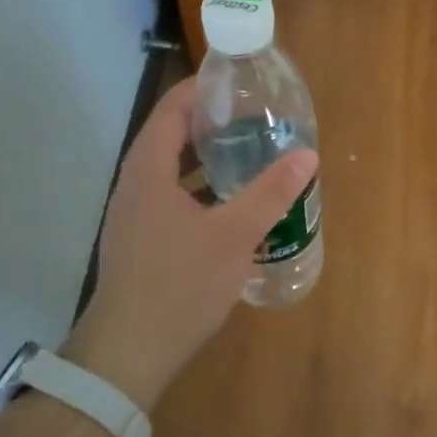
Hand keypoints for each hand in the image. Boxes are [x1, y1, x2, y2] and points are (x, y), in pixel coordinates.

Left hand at [62, 78, 318, 409]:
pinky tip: (229, 204)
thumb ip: (271, 193)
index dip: (201, 90)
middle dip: (209, 123)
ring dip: (204, 158)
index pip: (171, 110)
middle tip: (253, 117)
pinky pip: (169, 197)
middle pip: (169, 137)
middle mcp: (134, 186)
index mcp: (148, 172)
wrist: (128, 354)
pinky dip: (198, 188)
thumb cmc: (179, 285)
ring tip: (248, 154)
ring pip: (169, 171)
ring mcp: (132, 216)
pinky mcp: (139, 241)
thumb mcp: (234, 236)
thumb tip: (308, 155)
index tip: (236, 82)